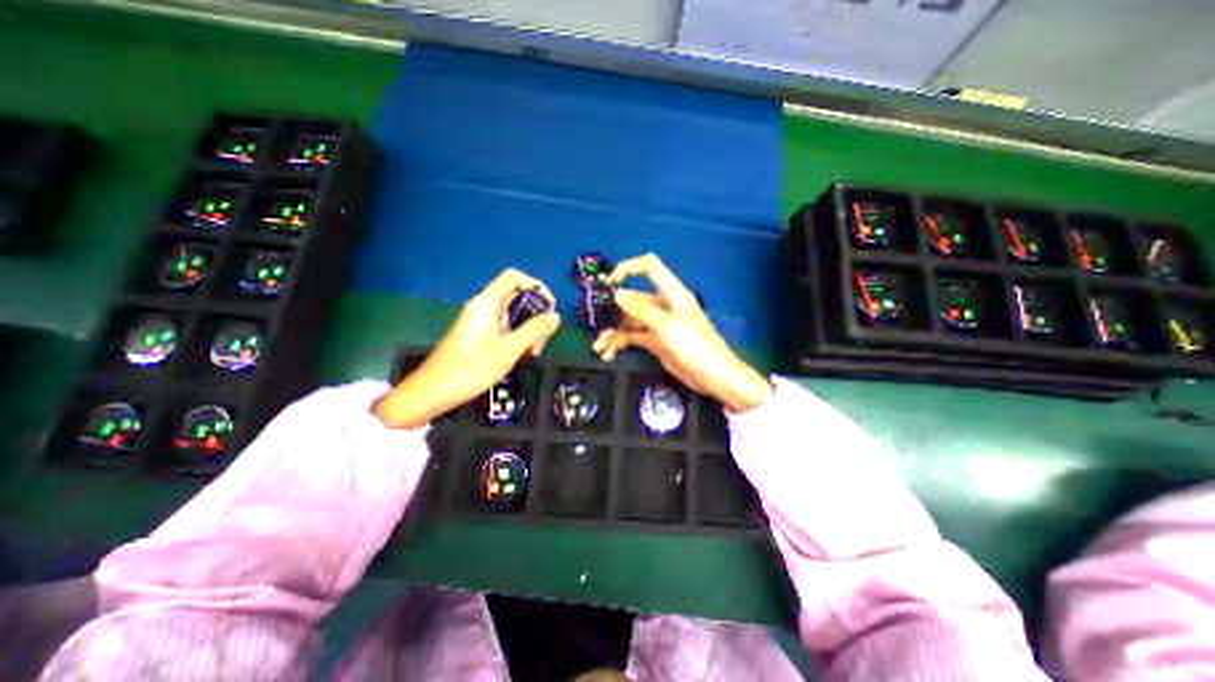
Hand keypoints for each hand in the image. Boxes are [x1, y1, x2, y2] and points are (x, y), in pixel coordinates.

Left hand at [376, 270, 559, 428]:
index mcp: (487, 304)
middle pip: (518, 296)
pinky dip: (518, 336)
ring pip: (514, 313)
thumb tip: (556, 316)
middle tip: (541, 340)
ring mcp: (482, 320)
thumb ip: (534, 331)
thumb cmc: (470, 370)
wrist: (433, 391)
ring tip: (532, 352)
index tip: (549, 308)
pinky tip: (521, 354)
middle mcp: (484, 307)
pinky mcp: (481, 333)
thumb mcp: (508, 350)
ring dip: (529, 329)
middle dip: (535, 315)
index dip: (536, 286)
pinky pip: (505, 326)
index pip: (514, 277)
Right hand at [593, 252, 772, 413]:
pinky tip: (608, 353)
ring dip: (613, 332)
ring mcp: (657, 324)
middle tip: (596, 323)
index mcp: (671, 293)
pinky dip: (619, 344)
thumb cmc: (695, 346)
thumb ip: (640, 309)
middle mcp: (662, 305)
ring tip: (599, 347)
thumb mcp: (666, 326)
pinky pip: (632, 337)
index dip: (629, 268)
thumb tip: (617, 294)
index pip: (649, 267)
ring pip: (629, 321)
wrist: (713, 376)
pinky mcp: (654, 341)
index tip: (610, 282)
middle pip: (633, 299)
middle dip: (613, 310)